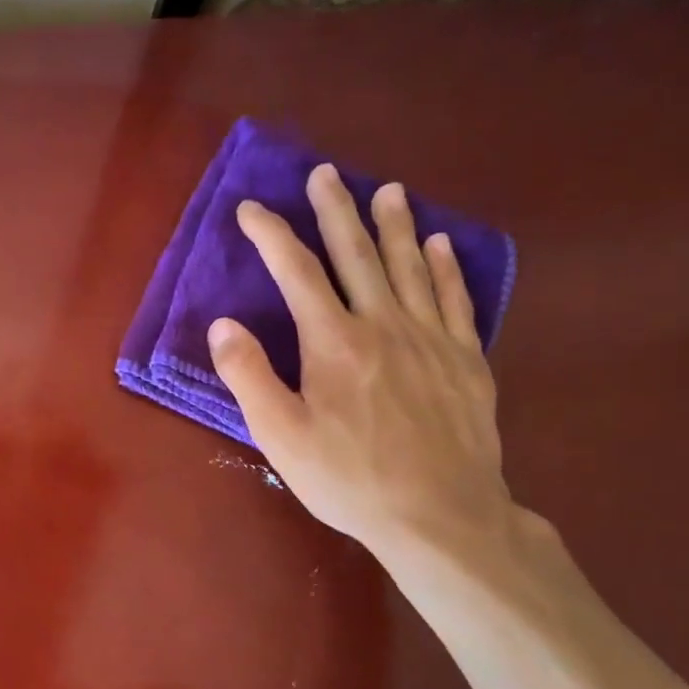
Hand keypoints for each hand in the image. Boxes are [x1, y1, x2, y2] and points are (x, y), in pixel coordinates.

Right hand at [208, 165, 510, 558]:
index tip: (251, 208)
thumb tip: (222, 324)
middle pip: (357, 255)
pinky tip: (441, 246)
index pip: (298, 272)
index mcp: (334, 342)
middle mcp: (384, 325)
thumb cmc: (349, 477)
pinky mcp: (466, 360)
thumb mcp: (281, 435)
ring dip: (395, 225)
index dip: (272, 235)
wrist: (442, 515)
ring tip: (388, 191)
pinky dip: (446, 268)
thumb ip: (248, 375)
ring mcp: (431, 339)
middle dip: (336, 210)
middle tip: (326, 173)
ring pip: (410, 267)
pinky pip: (455, 300)